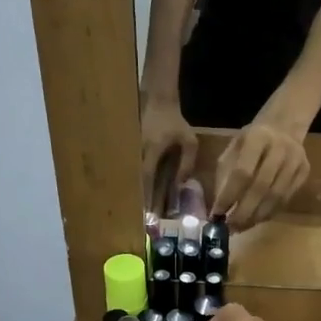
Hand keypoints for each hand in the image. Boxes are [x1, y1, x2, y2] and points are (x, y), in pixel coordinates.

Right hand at [140, 97, 197, 213]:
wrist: (158, 102)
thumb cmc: (176, 122)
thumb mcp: (189, 141)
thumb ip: (187, 163)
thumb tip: (180, 184)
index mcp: (153, 149)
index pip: (147, 176)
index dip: (146, 194)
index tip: (146, 211)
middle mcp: (138, 152)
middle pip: (135, 180)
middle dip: (138, 199)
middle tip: (140, 219)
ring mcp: (132, 150)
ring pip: (132, 176)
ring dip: (134, 192)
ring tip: (136, 211)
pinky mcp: (131, 150)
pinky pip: (132, 170)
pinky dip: (134, 183)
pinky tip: (134, 195)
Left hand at [212, 113, 310, 230]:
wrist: (284, 127)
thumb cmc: (251, 141)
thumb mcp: (233, 148)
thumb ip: (225, 175)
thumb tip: (218, 209)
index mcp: (258, 137)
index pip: (242, 172)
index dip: (229, 196)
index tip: (216, 214)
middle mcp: (280, 148)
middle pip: (261, 188)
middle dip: (243, 212)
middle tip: (230, 228)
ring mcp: (296, 161)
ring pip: (276, 197)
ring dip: (256, 217)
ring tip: (241, 228)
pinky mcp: (305, 172)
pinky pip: (286, 200)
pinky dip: (269, 213)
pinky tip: (256, 219)